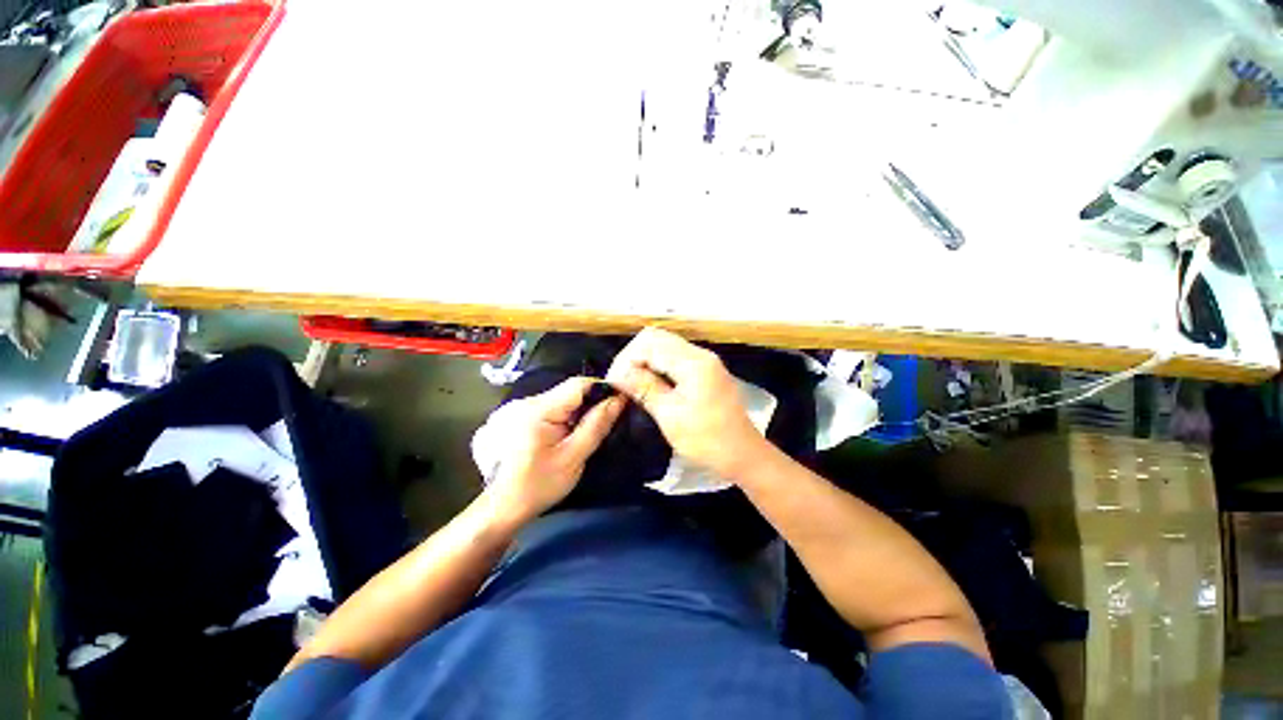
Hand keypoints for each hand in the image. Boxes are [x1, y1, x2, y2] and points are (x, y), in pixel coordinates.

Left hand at [483, 377, 624, 525]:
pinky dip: (559, 417)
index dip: (601, 389)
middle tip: (600, 423)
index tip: (617, 402)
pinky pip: (545, 407)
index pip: (578, 384)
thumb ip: (596, 426)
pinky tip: (560, 436)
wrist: (500, 507)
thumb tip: (617, 400)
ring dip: (574, 411)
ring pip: (557, 399)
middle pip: (567, 391)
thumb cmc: (538, 485)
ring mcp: (515, 407)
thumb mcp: (573, 458)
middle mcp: (524, 401)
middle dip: (587, 404)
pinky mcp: (513, 415)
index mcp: (537, 409)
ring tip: (580, 432)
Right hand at [606, 327, 765, 478]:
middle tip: (622, 381)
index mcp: (693, 362)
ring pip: (665, 346)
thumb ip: (644, 388)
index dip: (627, 358)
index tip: (615, 381)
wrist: (743, 454)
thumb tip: (617, 373)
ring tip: (632, 384)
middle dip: (634, 356)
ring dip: (645, 361)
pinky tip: (650, 384)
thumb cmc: (706, 439)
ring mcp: (704, 361)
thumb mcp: (670, 416)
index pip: (650, 342)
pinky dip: (658, 366)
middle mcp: (700, 353)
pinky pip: (675, 358)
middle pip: (657, 338)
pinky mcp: (705, 370)